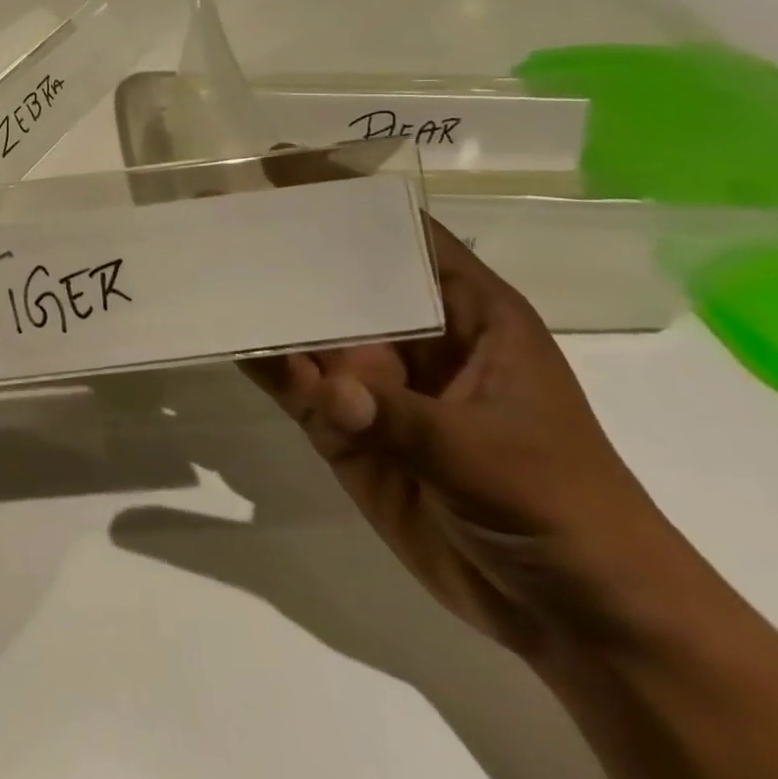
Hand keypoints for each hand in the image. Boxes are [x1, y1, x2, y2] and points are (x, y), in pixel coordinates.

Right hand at [242, 221, 678, 658]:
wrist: (574, 616)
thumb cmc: (566, 509)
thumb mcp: (496, 459)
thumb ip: (407, 422)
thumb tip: (327, 390)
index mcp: (467, 315)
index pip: (403, 235)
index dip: (345, 195)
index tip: (280, 162)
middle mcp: (411, 336)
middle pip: (339, 275)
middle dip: (285, 244)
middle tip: (216, 208)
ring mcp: (372, 382)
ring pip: (306, 327)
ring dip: (261, 301)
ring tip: (203, 265)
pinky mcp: (341, 426)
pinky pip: (292, 383)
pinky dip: (260, 362)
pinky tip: (223, 337)